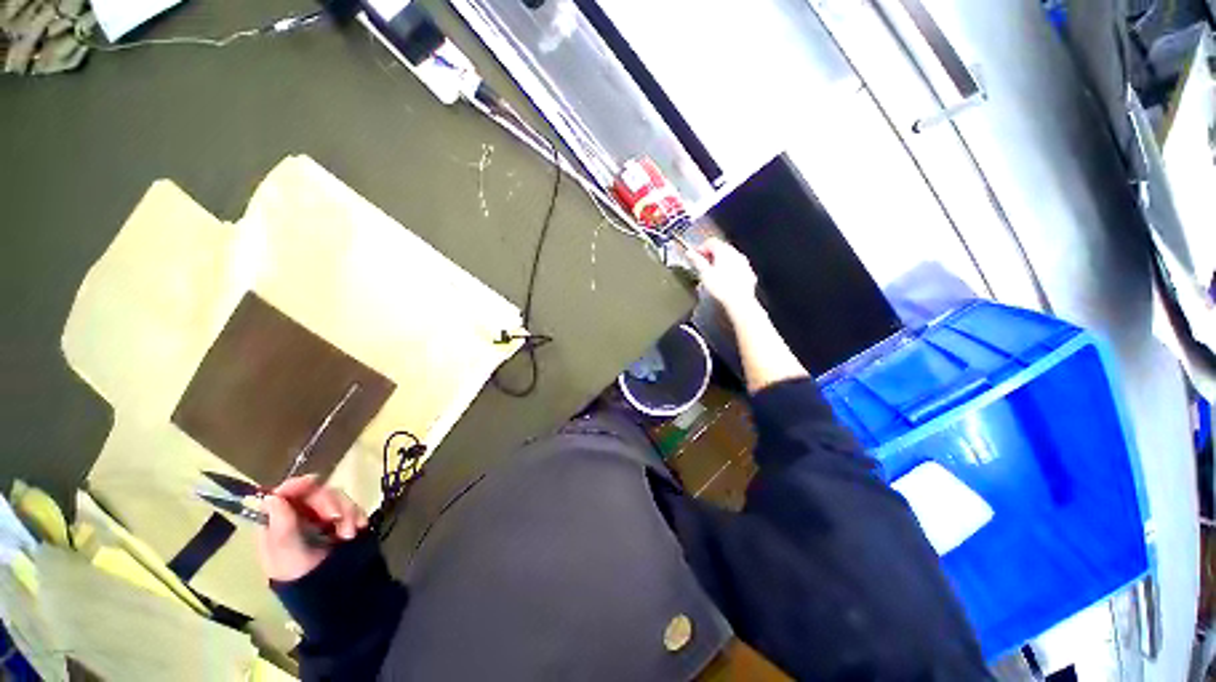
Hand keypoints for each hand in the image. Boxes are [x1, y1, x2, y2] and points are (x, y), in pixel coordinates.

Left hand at [257, 475, 368, 581]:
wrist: (334, 591)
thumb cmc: (302, 575)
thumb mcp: (288, 554)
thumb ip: (281, 526)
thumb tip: (271, 496)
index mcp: (277, 523)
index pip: (283, 494)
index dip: (296, 485)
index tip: (313, 483)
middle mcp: (299, 516)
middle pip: (314, 492)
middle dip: (328, 502)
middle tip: (335, 518)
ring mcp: (322, 517)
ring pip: (337, 497)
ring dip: (346, 511)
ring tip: (349, 533)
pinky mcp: (343, 520)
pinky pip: (353, 506)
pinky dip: (357, 514)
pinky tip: (358, 528)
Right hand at [684, 238, 758, 313]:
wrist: (739, 300)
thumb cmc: (721, 287)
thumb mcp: (705, 273)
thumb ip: (697, 261)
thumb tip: (689, 252)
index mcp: (724, 251)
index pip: (711, 241)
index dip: (701, 248)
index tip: (695, 256)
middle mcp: (736, 253)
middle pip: (721, 247)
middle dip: (711, 254)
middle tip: (703, 264)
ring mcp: (744, 262)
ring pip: (730, 257)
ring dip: (721, 261)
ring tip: (713, 273)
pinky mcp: (748, 272)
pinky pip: (737, 266)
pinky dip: (730, 269)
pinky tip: (725, 279)